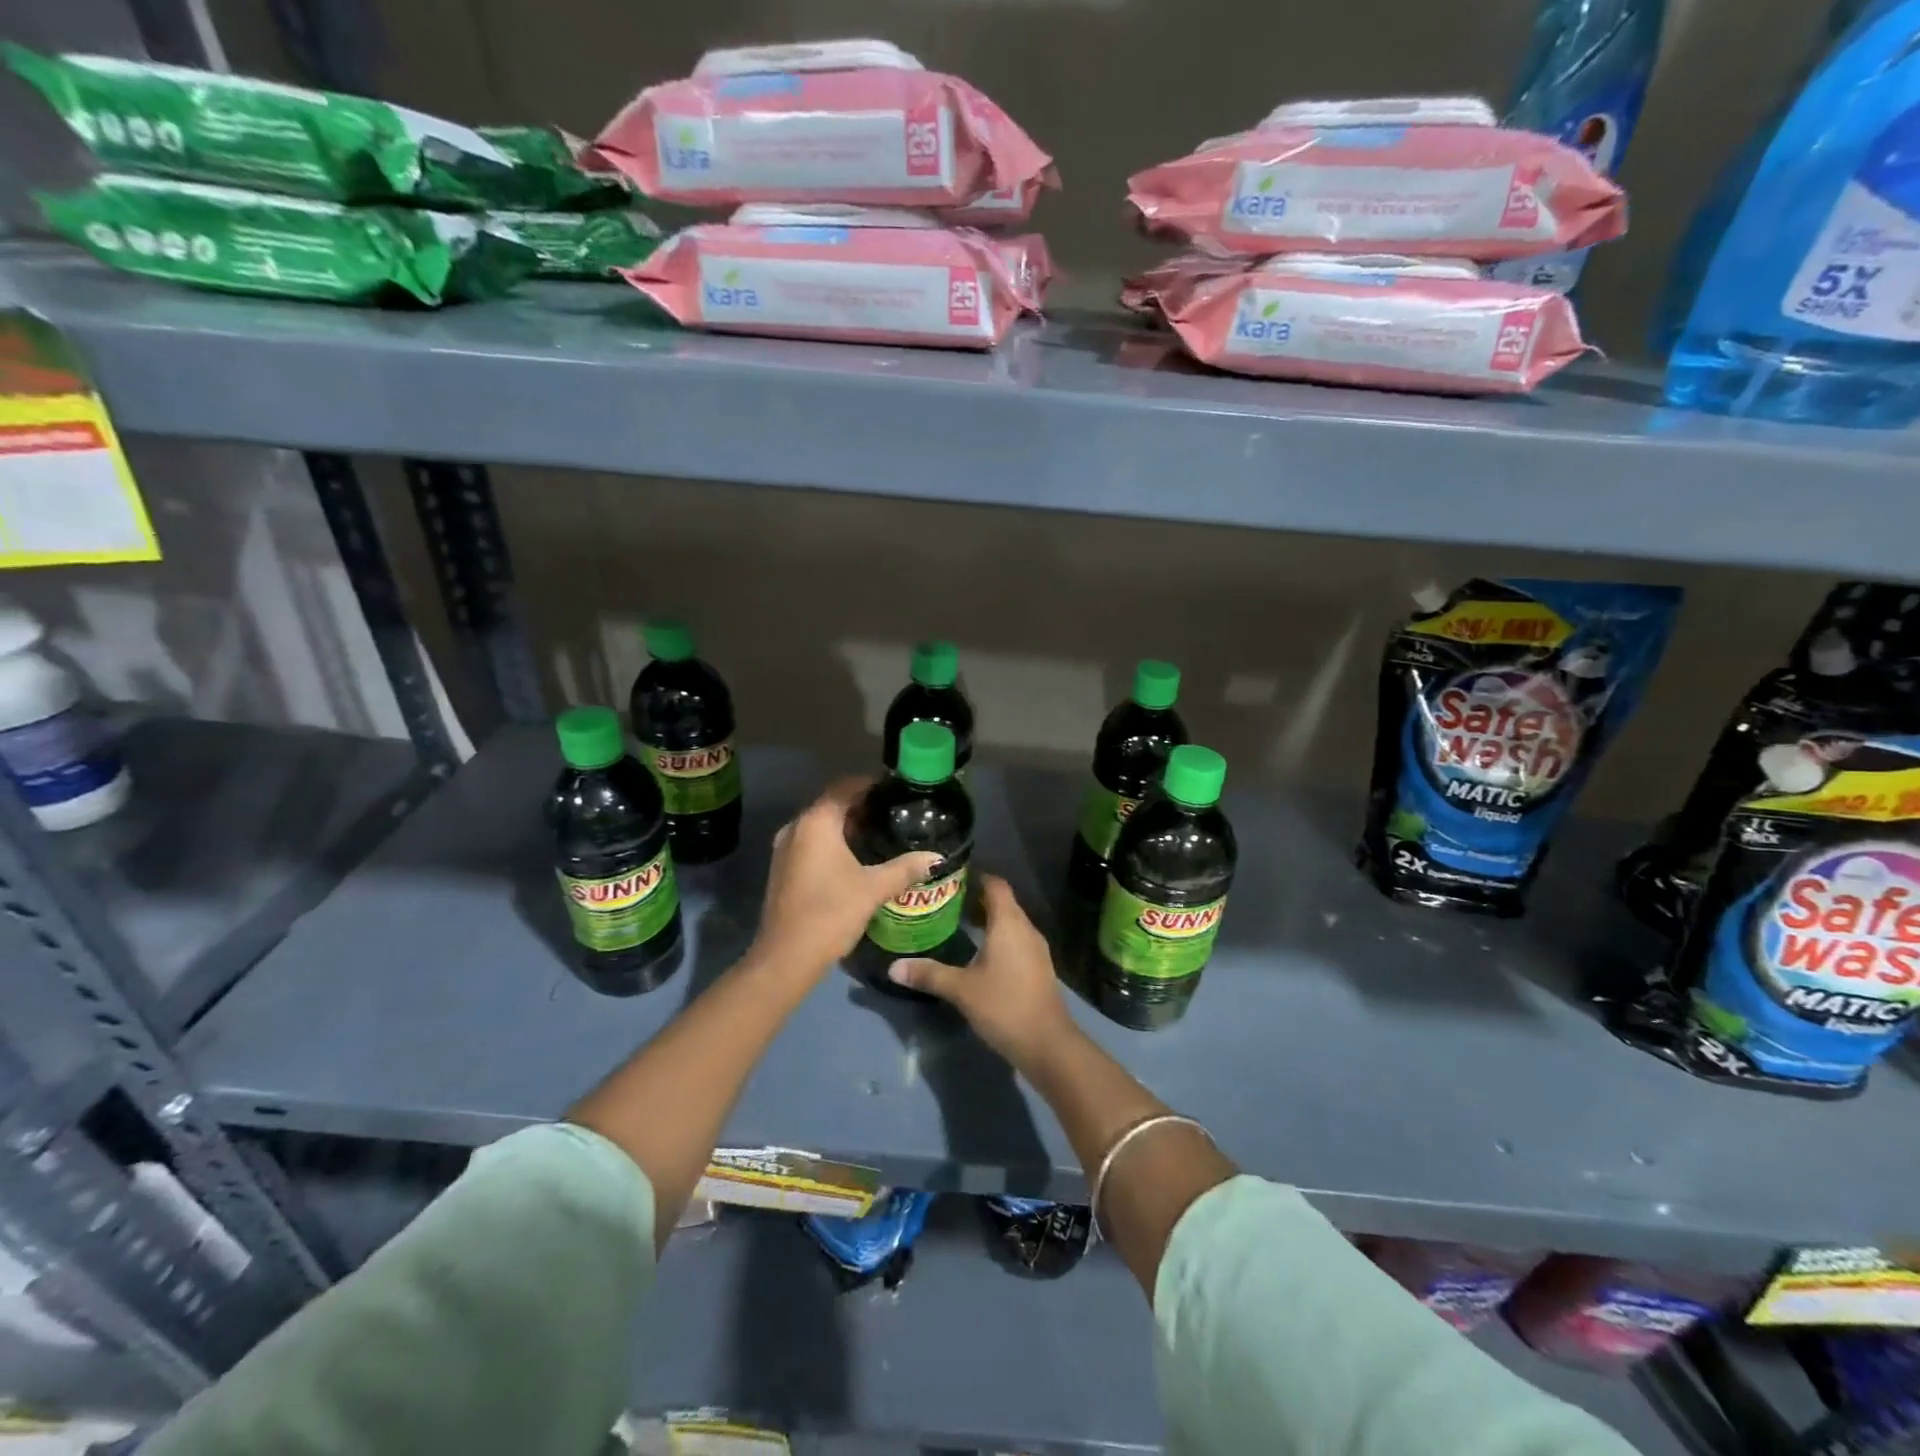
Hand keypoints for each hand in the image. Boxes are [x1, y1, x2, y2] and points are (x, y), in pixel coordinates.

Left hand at [752, 778, 941, 976]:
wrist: (786, 957)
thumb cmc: (831, 913)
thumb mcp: (873, 889)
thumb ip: (905, 868)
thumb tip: (937, 857)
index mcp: (816, 822)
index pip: (845, 786)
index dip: (871, 784)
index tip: (896, 790)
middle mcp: (796, 827)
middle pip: (832, 803)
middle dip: (862, 805)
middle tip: (894, 813)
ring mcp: (785, 847)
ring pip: (821, 824)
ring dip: (847, 824)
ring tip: (881, 833)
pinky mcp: (783, 867)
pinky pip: (811, 841)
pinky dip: (833, 841)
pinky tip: (857, 857)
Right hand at [887, 875, 1075, 1067]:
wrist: (1047, 1044)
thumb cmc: (1004, 1006)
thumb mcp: (961, 989)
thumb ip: (928, 975)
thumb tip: (893, 967)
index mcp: (1009, 923)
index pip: (995, 885)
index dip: (976, 876)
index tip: (950, 877)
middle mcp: (1025, 929)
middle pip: (1002, 902)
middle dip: (975, 899)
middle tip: (943, 901)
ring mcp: (1035, 949)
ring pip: (1009, 923)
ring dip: (986, 920)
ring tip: (955, 924)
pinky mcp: (1037, 967)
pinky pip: (1015, 940)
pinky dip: (997, 938)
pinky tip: (977, 953)